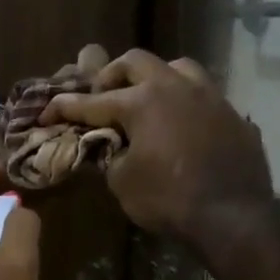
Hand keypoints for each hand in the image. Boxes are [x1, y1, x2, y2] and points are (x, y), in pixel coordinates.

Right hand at [43, 49, 272, 243]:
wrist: (232, 217)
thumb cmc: (168, 200)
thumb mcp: (122, 182)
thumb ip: (110, 156)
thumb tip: (110, 147)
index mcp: (142, 102)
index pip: (93, 101)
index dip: (65, 107)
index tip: (46, 113)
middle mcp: (176, 87)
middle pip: (136, 62)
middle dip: (111, 76)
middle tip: (101, 96)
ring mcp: (210, 97)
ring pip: (177, 68)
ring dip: (154, 78)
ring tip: (146, 100)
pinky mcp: (233, 115)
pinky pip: (203, 97)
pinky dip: (184, 104)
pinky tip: (181, 126)